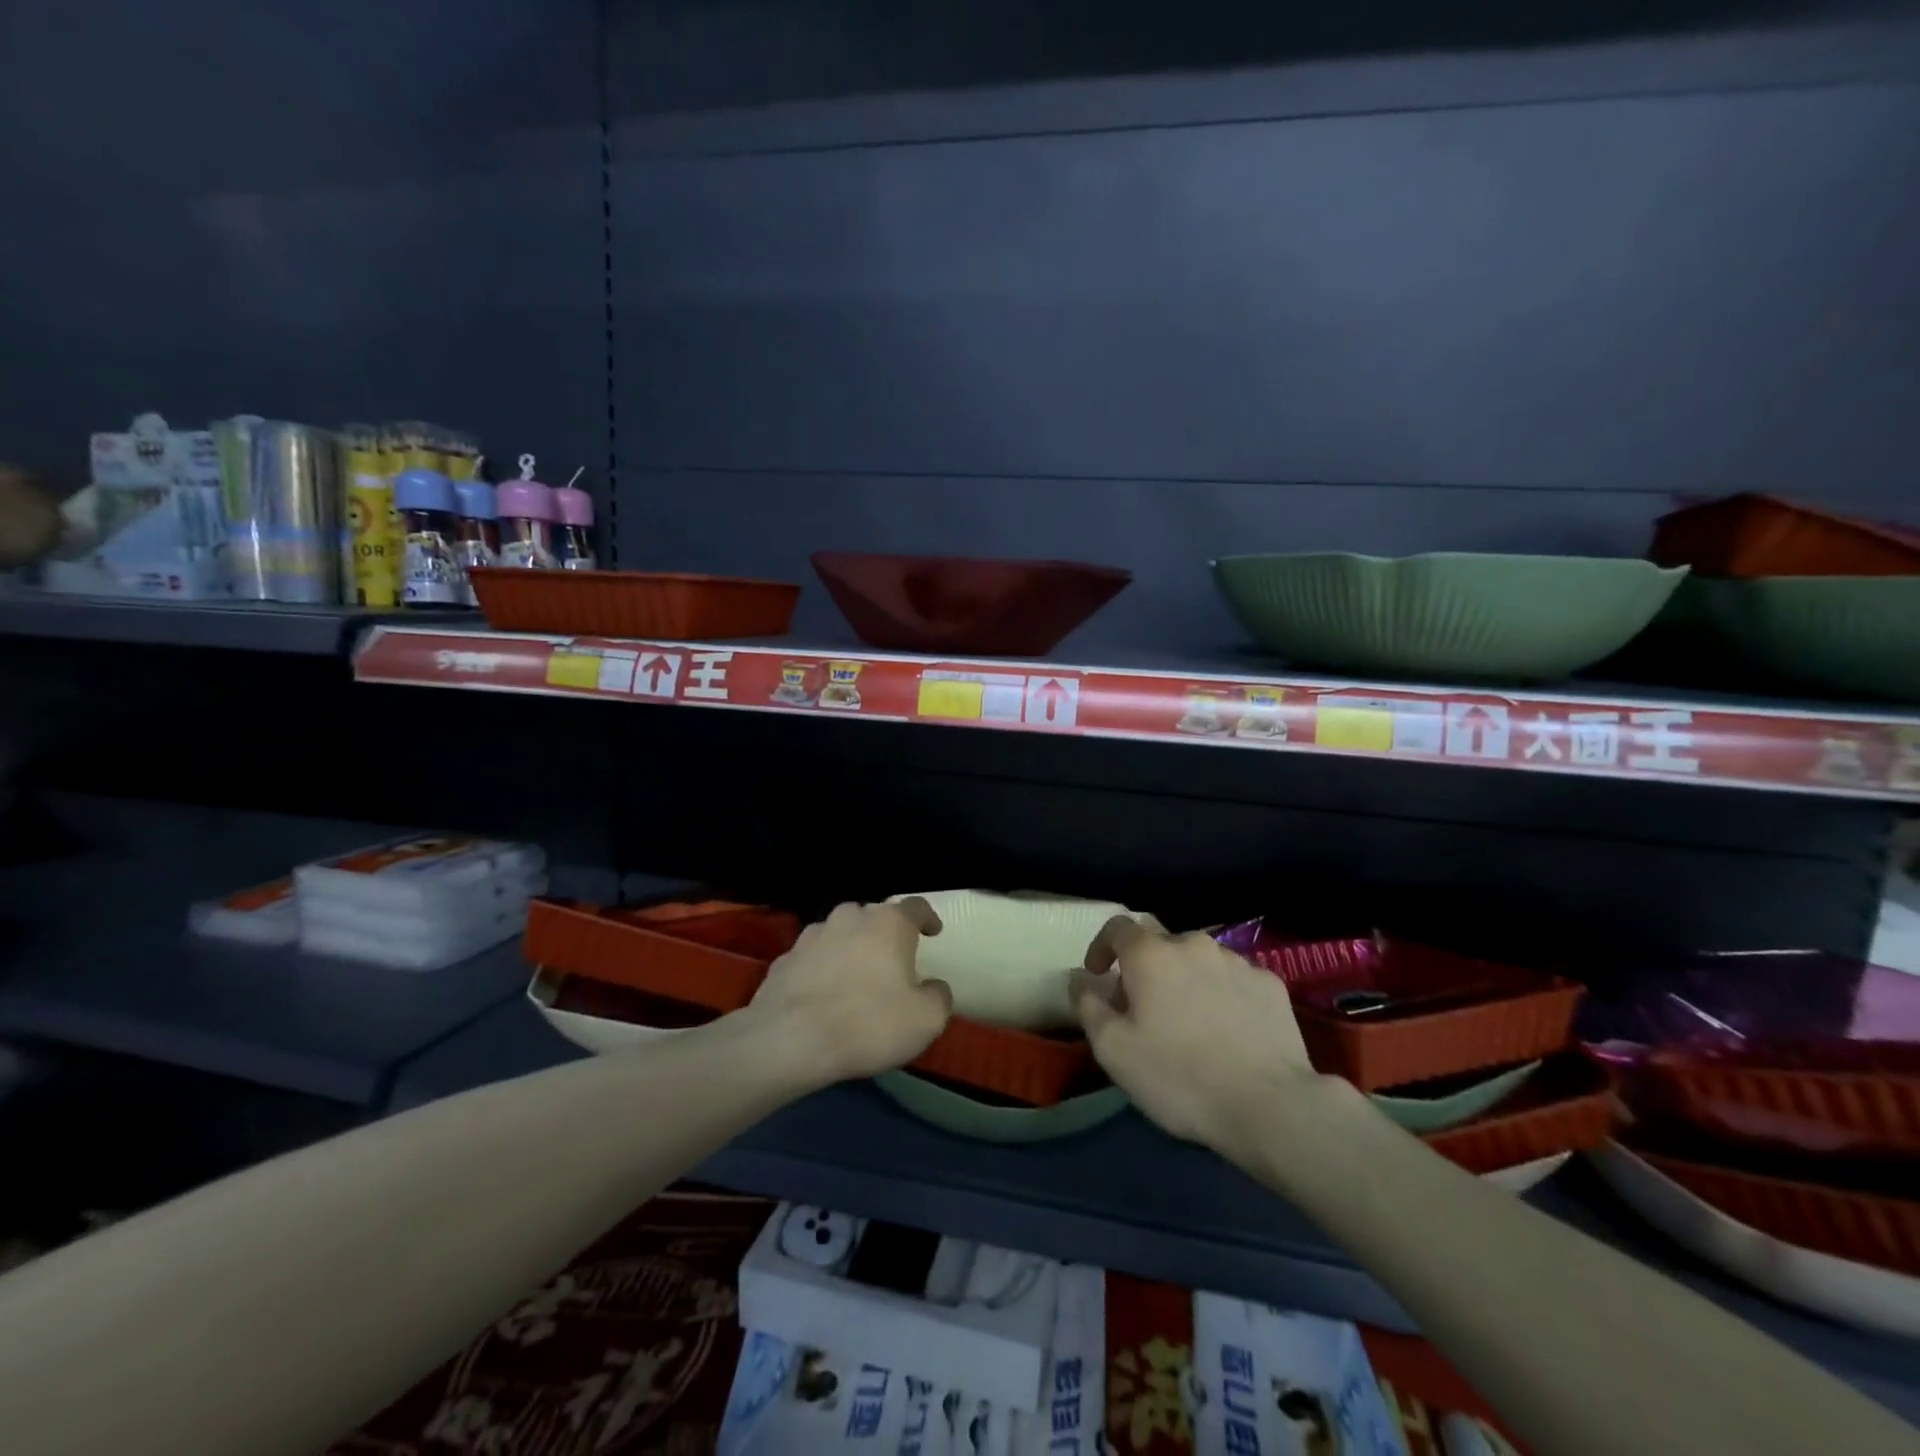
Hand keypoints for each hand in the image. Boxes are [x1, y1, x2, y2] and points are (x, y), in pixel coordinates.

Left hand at [747, 898, 952, 1084]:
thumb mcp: (925, 1020)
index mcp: (889, 923)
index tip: (933, 932)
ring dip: (852, 949)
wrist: (789, 1040)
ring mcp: (813, 934)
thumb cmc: (868, 1023)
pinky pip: (814, 958)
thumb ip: (938, 997)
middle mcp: (851, 917)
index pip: (915, 906)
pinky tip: (823, 995)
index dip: (927, 918)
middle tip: (893, 962)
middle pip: (875, 917)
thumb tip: (934, 987)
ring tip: (856, 978)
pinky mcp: (785, 958)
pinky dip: (823, 969)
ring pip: (841, 933)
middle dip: (886, 935)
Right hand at [1072, 918, 1333, 1164]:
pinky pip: (1233, 977)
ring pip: (1198, 958)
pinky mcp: (1270, 984)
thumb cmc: (1179, 1077)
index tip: (1099, 976)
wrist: (1271, 1106)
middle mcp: (1193, 944)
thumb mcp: (1114, 1050)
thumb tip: (1080, 977)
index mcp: (1150, 954)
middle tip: (1142, 1004)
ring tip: (1188, 1019)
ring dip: (1184, 977)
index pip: (1117, 927)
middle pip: (1159, 939)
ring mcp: (1237, 961)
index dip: (1102, 947)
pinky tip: (1227, 1028)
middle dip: (1144, 963)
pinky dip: (1221, 992)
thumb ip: (1088, 1005)